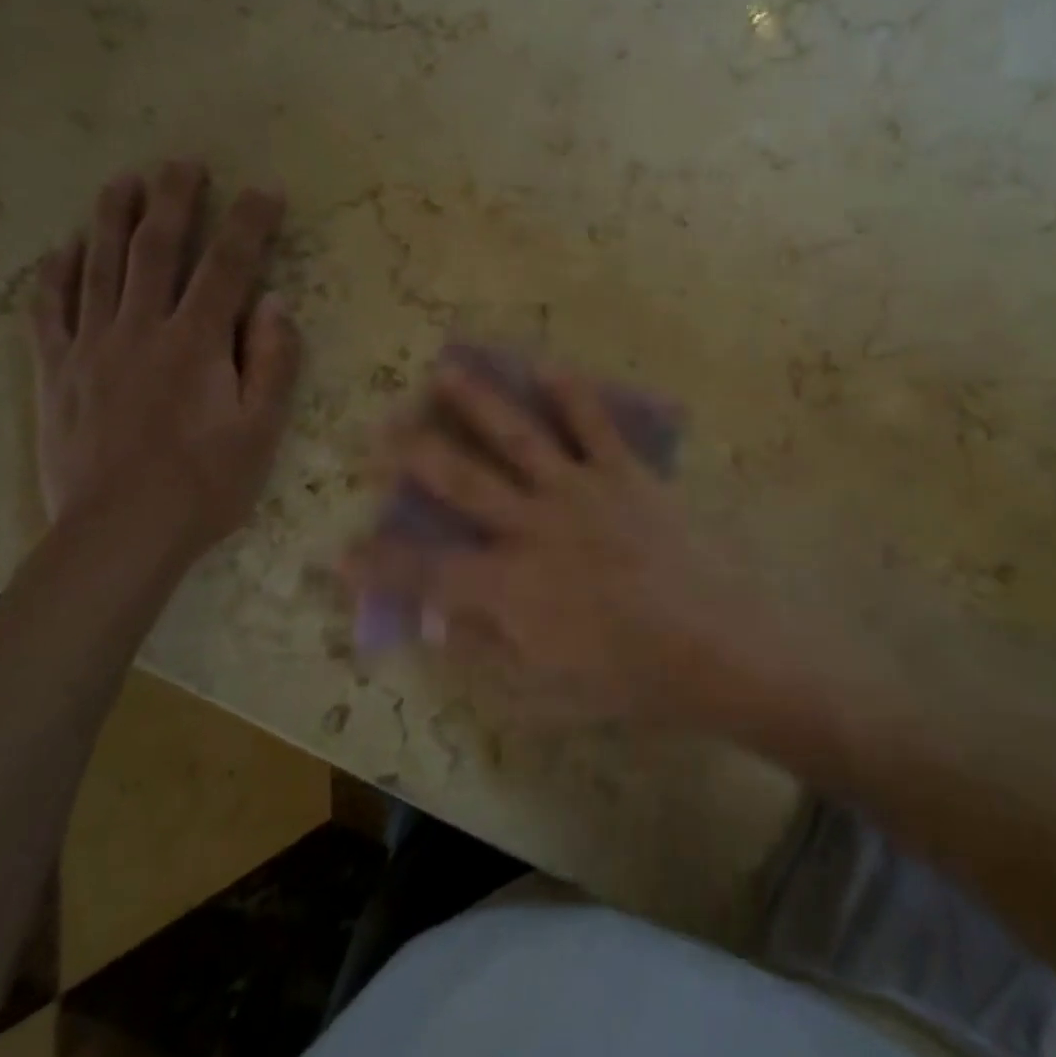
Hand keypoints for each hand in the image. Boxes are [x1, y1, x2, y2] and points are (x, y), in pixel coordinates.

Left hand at [30, 162, 301, 563]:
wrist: (120, 534)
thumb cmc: (206, 483)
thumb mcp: (263, 429)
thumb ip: (273, 361)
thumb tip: (273, 303)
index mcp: (196, 343)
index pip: (228, 267)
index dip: (249, 224)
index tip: (264, 190)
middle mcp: (140, 330)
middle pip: (156, 250)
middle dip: (173, 202)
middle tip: (182, 164)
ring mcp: (90, 348)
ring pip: (98, 267)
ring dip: (111, 219)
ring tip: (123, 181)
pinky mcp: (55, 373)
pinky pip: (48, 311)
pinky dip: (54, 274)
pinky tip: (63, 249)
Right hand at [344, 364, 769, 723]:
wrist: (715, 643)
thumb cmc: (632, 678)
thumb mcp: (549, 689)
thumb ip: (488, 649)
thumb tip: (438, 622)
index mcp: (511, 588)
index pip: (427, 574)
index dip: (380, 565)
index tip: (340, 552)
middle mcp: (533, 527)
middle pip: (461, 482)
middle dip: (414, 455)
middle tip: (380, 430)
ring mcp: (579, 492)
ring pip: (517, 438)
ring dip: (477, 403)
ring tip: (445, 372)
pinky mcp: (624, 473)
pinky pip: (594, 425)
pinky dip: (571, 394)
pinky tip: (549, 366)